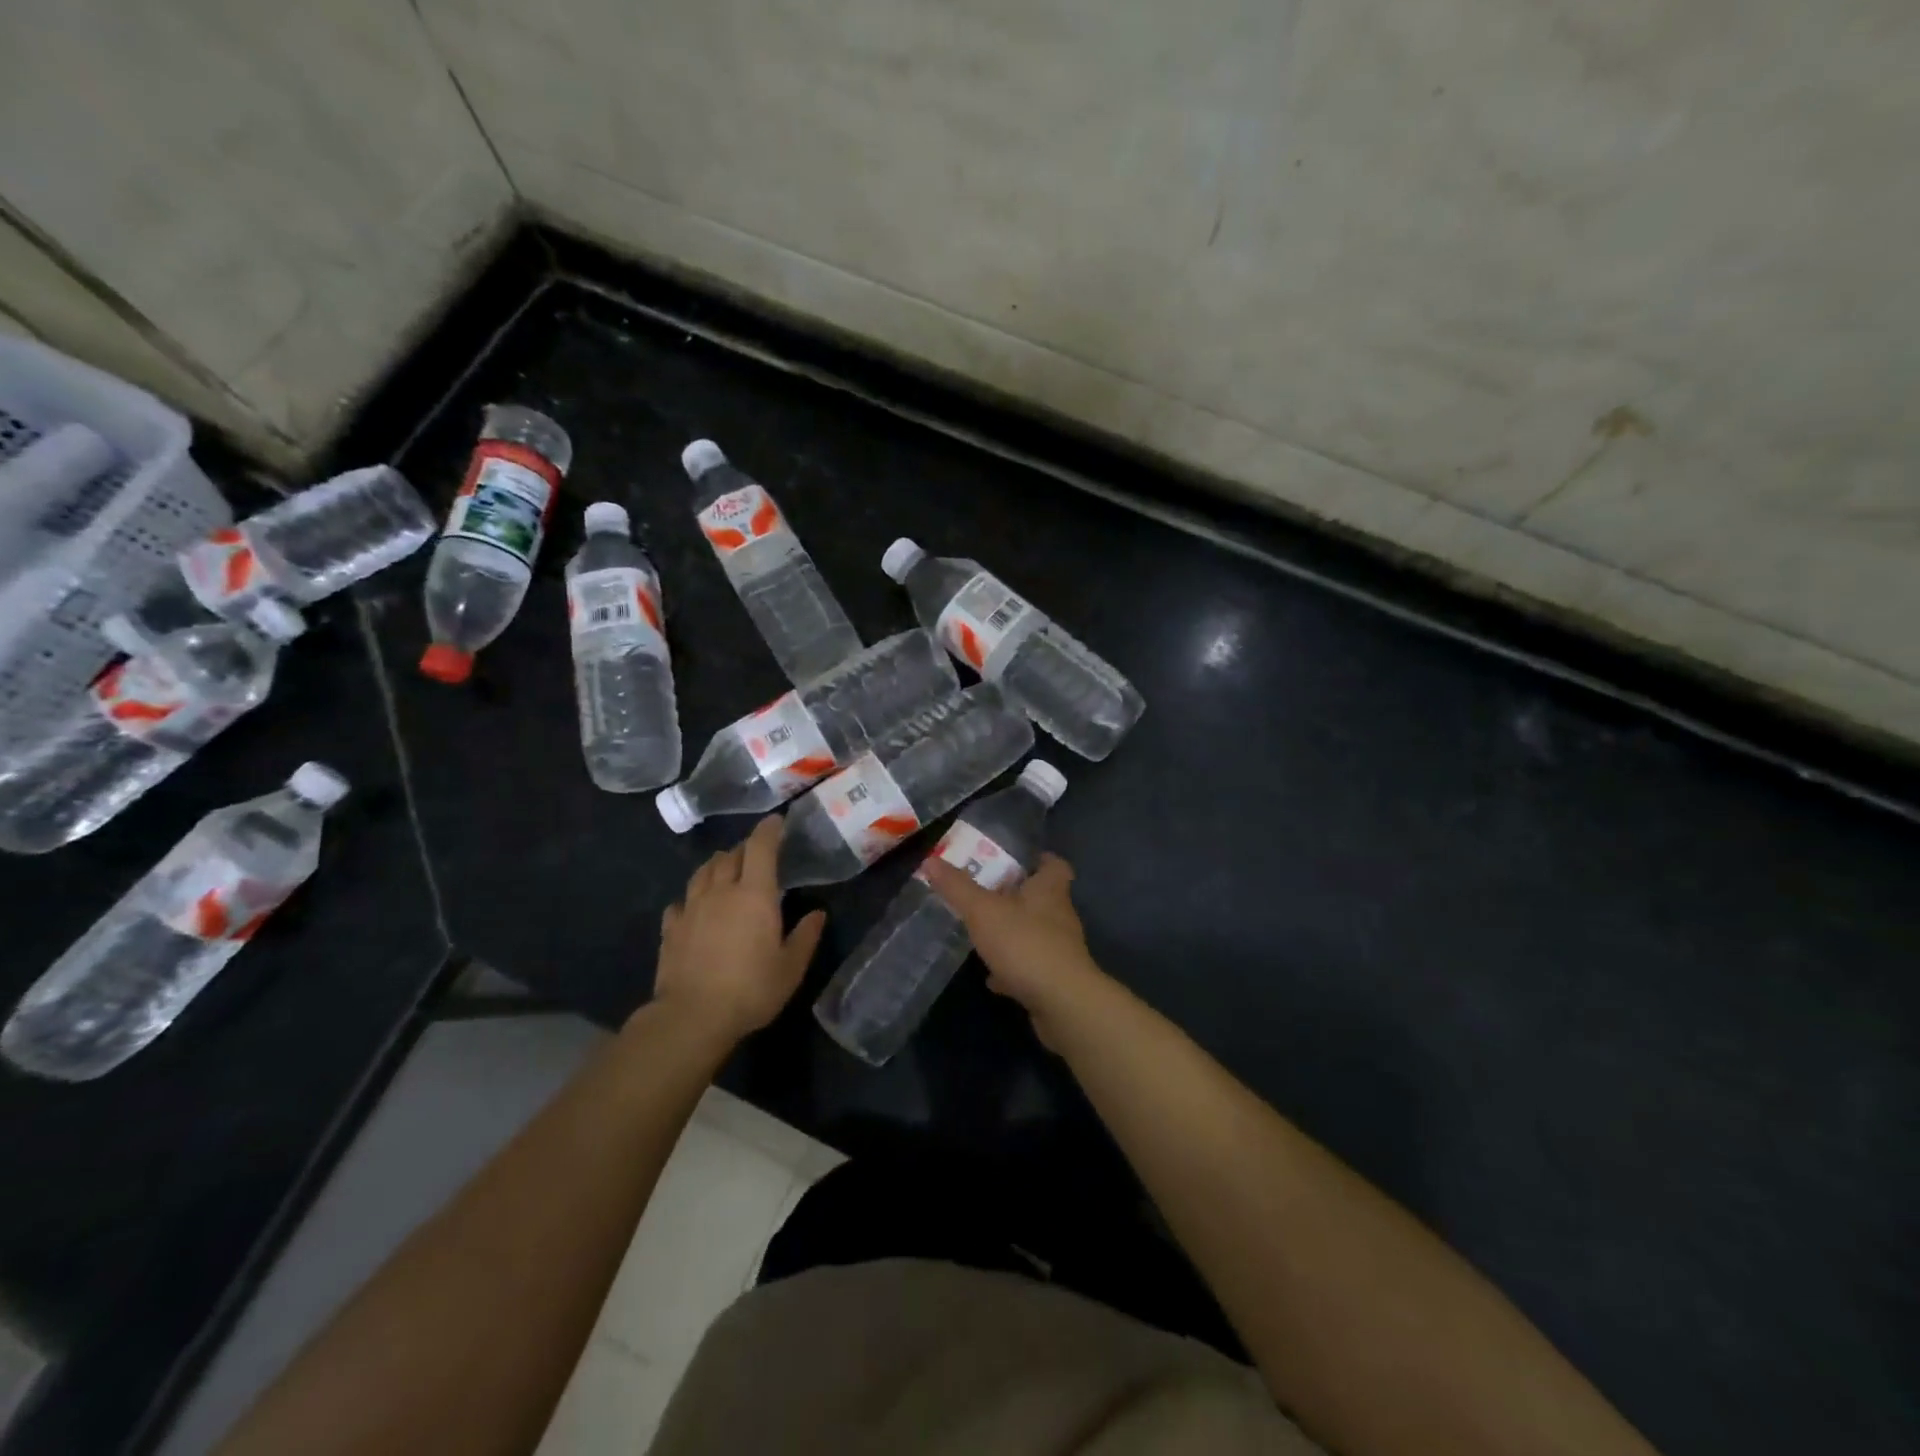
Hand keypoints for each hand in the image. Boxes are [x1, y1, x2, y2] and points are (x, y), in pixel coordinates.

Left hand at [654, 816, 825, 1042]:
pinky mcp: (671, 929)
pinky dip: (692, 897)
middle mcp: (721, 891)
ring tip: (726, 870)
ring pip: (703, 872)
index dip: (769, 830)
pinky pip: (681, 901)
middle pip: (730, 856)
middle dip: (744, 849)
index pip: (761, 847)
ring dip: (717, 865)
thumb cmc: (751, 989)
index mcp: (755, 894)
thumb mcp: (791, 967)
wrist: (692, 1017)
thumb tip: (817, 914)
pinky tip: (695, 907)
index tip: (777, 821)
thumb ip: (805, 936)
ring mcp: (691, 908)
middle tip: (756, 854)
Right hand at [922, 852, 1106, 1047]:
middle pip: (1042, 898)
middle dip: (1016, 896)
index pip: (1054, 865)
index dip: (1039, 860)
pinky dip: (1012, 968)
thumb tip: (931, 860)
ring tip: (983, 934)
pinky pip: (1030, 966)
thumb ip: (958, 887)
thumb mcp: (983, 911)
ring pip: (1034, 933)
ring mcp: (1059, 950)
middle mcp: (1059, 915)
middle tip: (986, 894)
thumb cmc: (1025, 944)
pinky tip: (991, 976)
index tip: (1016, 860)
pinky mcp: (1055, 979)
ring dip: (1012, 932)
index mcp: (1049, 890)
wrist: (1062, 1003)